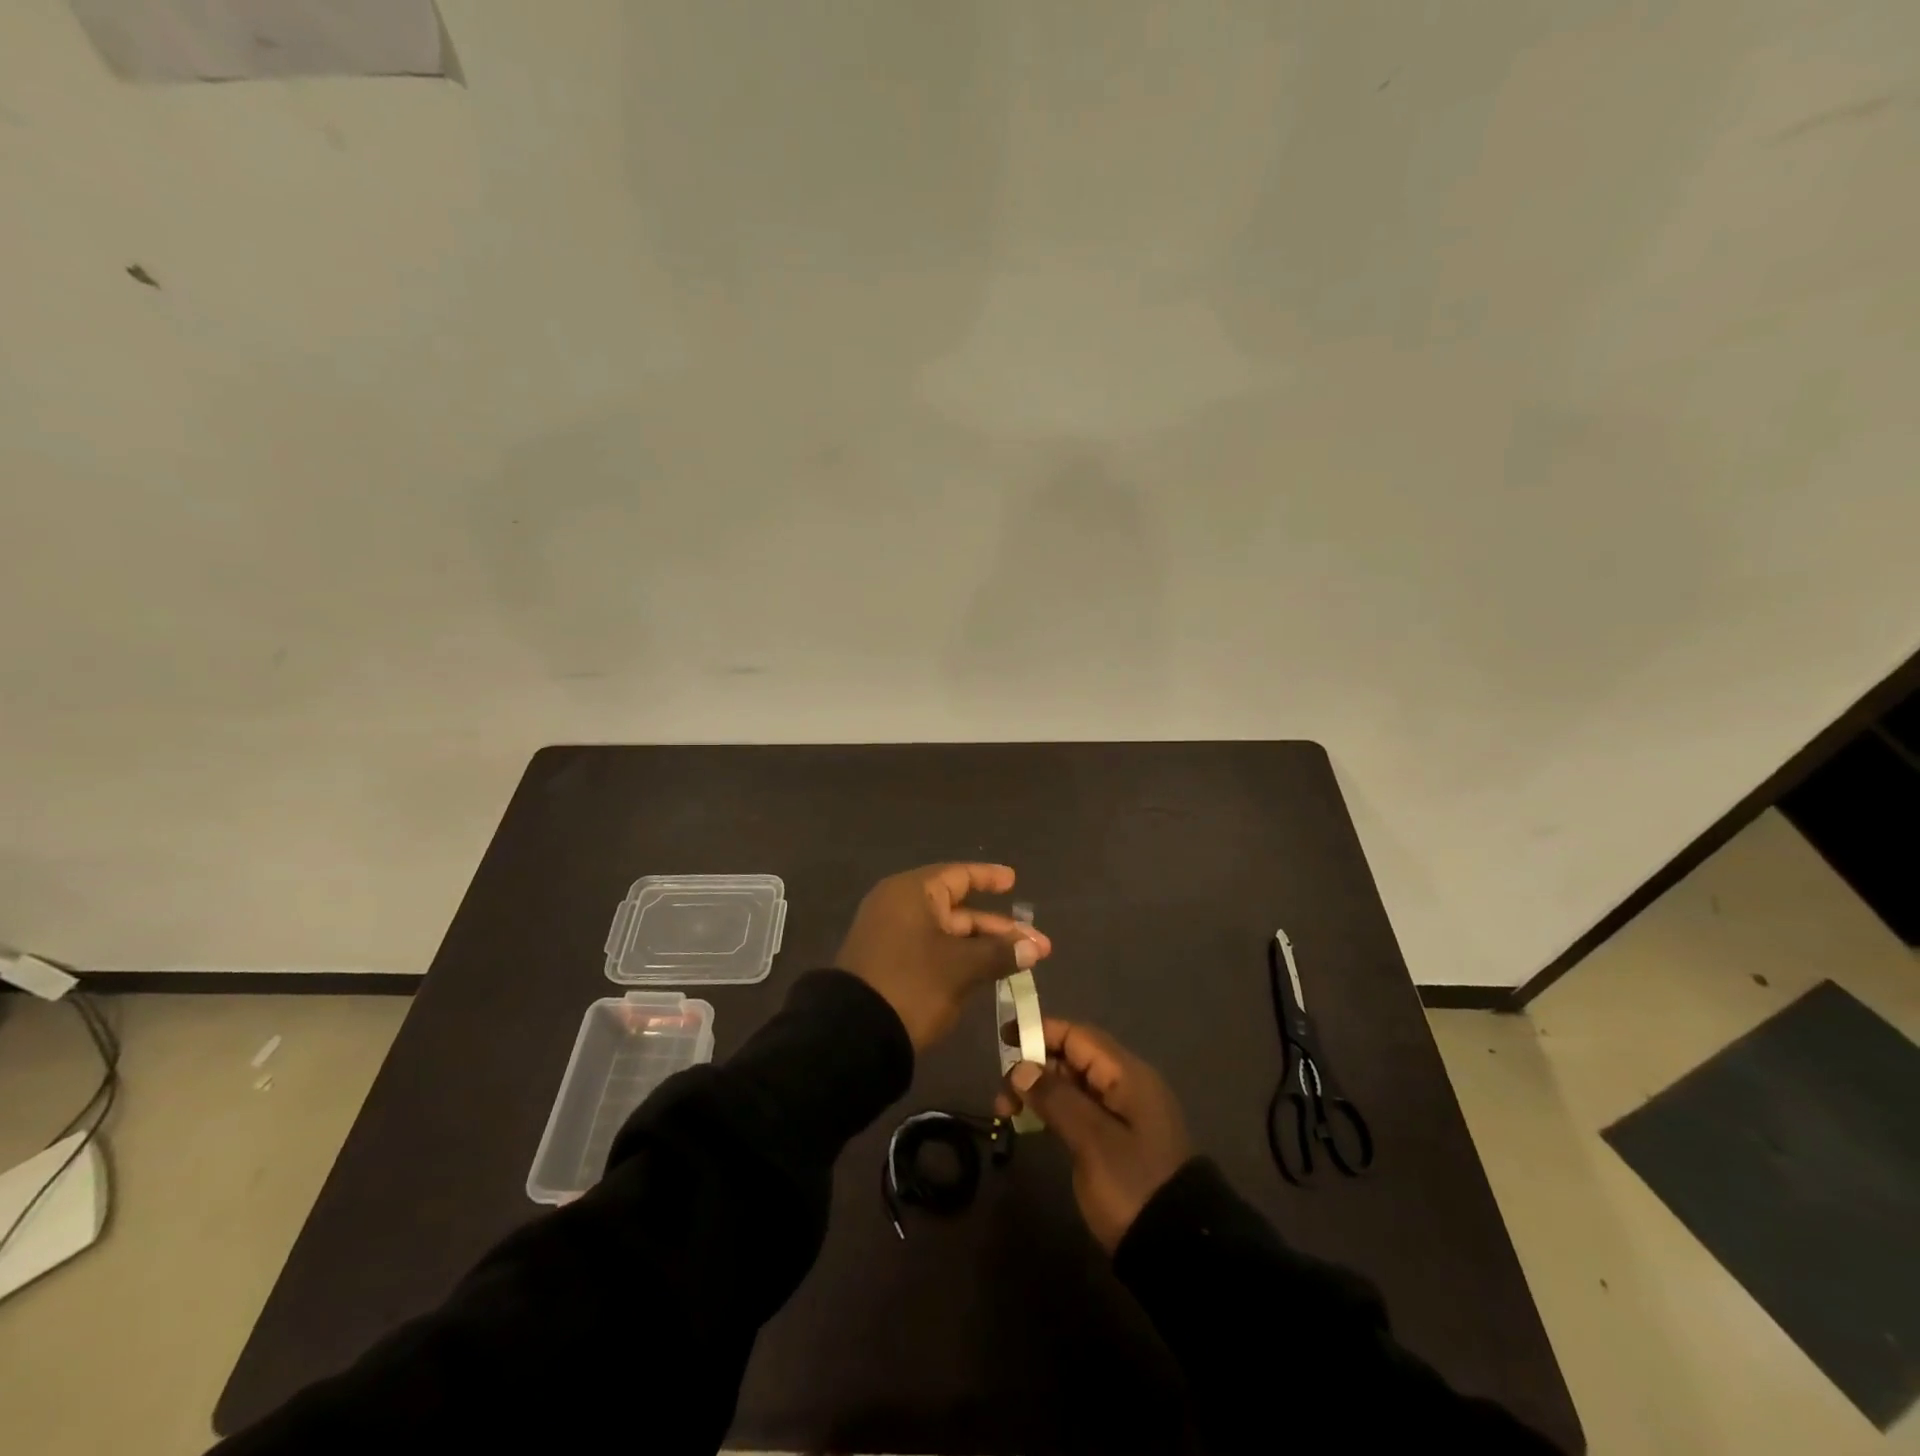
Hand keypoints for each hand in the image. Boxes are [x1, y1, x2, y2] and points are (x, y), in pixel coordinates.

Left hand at [836, 863, 1050, 1050]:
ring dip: (984, 947)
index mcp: (912, 893)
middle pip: (958, 908)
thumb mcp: (960, 968)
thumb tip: (1033, 947)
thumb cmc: (911, 984)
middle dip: (999, 928)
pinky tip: (989, 973)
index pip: (958, 875)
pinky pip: (933, 951)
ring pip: (948, 934)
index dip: (989, 878)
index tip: (1014, 881)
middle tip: (1038, 945)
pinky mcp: (890, 964)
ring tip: (1023, 962)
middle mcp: (900, 907)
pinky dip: (961, 958)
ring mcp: (893, 936)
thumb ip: (999, 952)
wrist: (853, 1035)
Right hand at [1000, 1019, 1190, 1251]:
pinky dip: (1052, 1110)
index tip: (1004, 1037)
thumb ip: (1055, 1098)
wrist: (1177, 1250)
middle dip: (1034, 1066)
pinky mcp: (1116, 1140)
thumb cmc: (1133, 1184)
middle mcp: (1126, 1084)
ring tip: (1006, 1112)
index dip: (1040, 1031)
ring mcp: (1122, 1113)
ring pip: (1073, 1084)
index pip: (1078, 1036)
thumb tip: (1019, 1067)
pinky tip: (1030, 1123)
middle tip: (1001, 1093)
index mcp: (1127, 1074)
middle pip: (1074, 1057)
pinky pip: (1079, 1109)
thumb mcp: (1091, 1140)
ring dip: (1040, 1090)